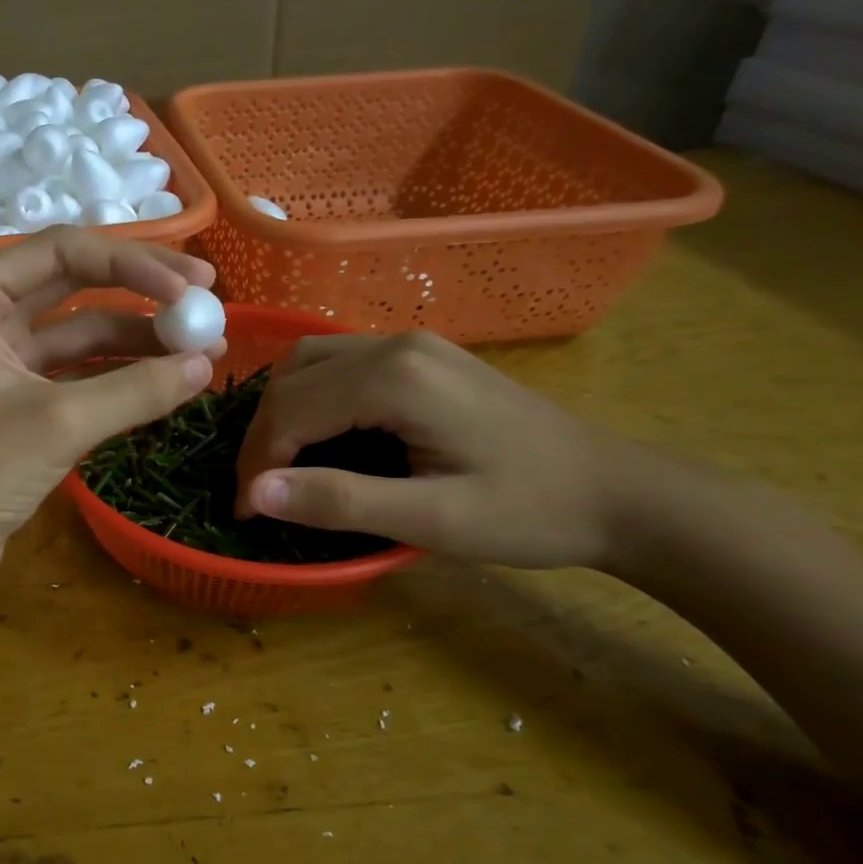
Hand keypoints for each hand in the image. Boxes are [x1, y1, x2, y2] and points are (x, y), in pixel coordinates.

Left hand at [0, 228, 223, 591]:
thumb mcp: (58, 423)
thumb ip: (136, 389)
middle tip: (205, 298)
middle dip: (140, 289)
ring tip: (201, 347)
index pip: (63, 250)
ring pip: (78, 332)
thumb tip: (206, 365)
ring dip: (135, 337)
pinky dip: (117, 375)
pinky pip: (74, 373)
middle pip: (73, 282)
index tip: (193, 287)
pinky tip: (164, 380)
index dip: (134, 263)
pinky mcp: (14, 401)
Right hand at [234, 330, 644, 568]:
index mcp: (397, 378)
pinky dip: (309, 398)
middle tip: (257, 491)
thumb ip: (340, 501)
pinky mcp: (421, 356)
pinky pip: (337, 364)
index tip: (245, 512)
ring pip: (309, 362)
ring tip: (277, 462)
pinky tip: (315, 434)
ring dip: (281, 411)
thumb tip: (257, 492)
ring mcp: (411, 344)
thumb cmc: (529, 511)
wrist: (618, 492)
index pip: (292, 410)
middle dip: (263, 436)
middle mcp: (396, 345)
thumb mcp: (432, 519)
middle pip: (293, 379)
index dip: (257, 462)